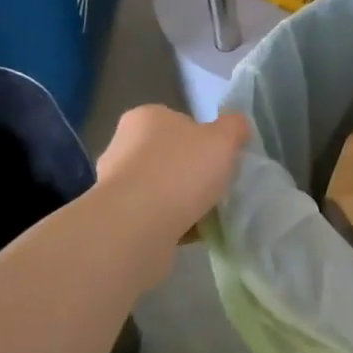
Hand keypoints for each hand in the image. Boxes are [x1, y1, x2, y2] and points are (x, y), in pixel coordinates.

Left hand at [94, 105, 248, 241]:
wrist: (135, 226)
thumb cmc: (180, 171)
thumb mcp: (223, 139)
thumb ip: (234, 127)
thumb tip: (237, 126)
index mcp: (146, 118)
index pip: (179, 122)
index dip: (204, 139)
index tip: (220, 159)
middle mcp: (123, 145)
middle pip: (169, 156)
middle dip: (192, 173)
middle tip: (216, 187)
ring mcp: (115, 184)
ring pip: (160, 188)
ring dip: (182, 201)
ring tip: (208, 215)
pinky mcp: (115, 218)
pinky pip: (153, 216)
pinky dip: (172, 223)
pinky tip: (193, 234)